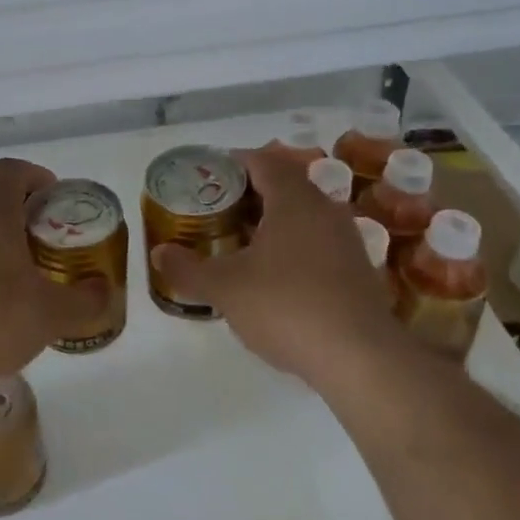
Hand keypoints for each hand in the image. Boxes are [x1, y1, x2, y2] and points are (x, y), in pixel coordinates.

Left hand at [0, 158, 106, 393]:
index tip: (58, 202)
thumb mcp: (52, 313)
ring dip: (8, 243)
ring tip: (34, 277)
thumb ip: (86, 299)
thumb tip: (105, 290)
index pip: (11, 170)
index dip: (37, 176)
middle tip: (56, 243)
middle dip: (29, 215)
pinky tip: (3, 305)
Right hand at [153, 148, 395, 389]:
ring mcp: (346, 240)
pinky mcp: (358, 271)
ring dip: (273, 221)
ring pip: (304, 216)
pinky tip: (274, 275)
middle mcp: (325, 209)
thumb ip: (188, 269)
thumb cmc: (286, 306)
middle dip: (250, 193)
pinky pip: (318, 243)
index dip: (234, 162)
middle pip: (285, 186)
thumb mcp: (225, 288)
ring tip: (241, 241)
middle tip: (218, 209)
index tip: (209, 174)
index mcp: (294, 200)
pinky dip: (293, 247)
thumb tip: (159, 253)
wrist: (359, 358)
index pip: (264, 161)